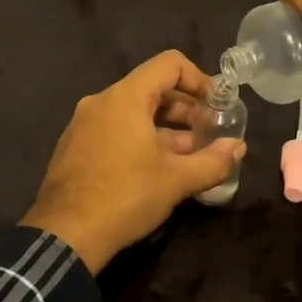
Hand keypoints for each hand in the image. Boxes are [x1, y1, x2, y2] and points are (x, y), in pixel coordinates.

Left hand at [21, 50, 246, 272]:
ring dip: (164, 128)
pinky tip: (154, 170)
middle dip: (185, 108)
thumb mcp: (176, 180)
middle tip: (207, 133)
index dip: (199, 79)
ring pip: (133, 112)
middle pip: (152, 87)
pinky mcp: (74, 147)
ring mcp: (84, 124)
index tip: (215, 105)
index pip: (170, 64)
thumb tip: (238, 147)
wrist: (63, 237)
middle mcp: (102, 101)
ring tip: (188, 155)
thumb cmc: (125, 196)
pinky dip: (139, 138)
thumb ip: (212, 160)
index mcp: (125, 97)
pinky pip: (115, 129)